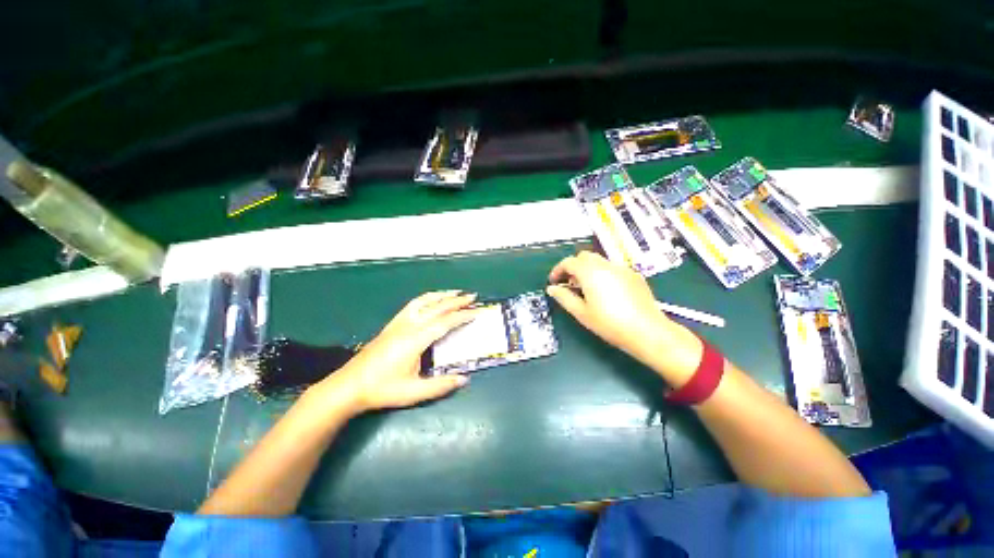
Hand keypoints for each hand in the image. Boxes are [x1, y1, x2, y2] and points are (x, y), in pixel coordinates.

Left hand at [321, 291, 479, 413]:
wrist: (349, 386)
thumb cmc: (382, 389)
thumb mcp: (413, 392)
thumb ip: (440, 385)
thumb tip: (464, 379)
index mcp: (415, 340)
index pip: (445, 322)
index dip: (463, 316)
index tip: (477, 311)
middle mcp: (409, 326)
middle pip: (437, 307)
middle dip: (457, 301)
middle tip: (473, 297)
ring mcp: (399, 322)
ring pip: (424, 301)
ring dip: (442, 295)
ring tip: (455, 292)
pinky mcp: (392, 324)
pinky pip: (413, 304)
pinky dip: (427, 298)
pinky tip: (432, 301)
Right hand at [546, 252, 702, 385]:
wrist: (647, 331)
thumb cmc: (609, 323)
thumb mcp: (581, 313)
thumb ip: (564, 297)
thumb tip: (552, 289)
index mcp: (590, 272)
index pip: (568, 262)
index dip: (558, 270)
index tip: (554, 282)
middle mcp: (605, 265)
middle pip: (584, 257)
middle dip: (573, 267)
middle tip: (569, 284)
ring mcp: (622, 269)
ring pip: (599, 261)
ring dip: (588, 269)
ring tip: (587, 289)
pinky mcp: (634, 275)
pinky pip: (613, 268)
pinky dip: (603, 274)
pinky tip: (607, 292)